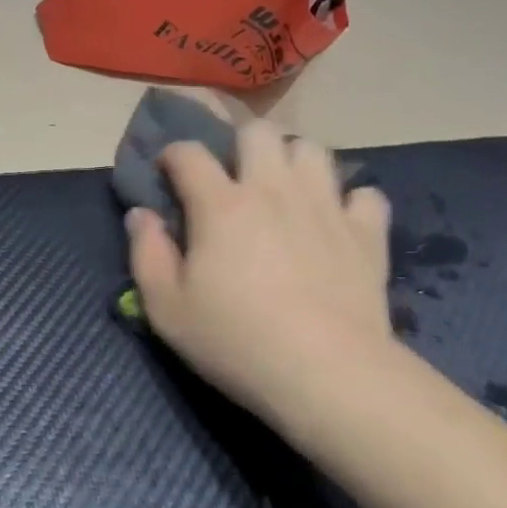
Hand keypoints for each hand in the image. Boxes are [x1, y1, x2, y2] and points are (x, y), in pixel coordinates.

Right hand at [126, 123, 394, 438]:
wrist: (327, 374)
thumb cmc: (236, 341)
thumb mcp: (166, 308)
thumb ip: (146, 253)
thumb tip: (140, 215)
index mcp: (221, 204)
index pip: (189, 152)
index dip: (173, 155)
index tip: (168, 174)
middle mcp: (273, 190)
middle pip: (258, 132)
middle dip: (239, 144)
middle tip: (233, 178)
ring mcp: (325, 207)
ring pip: (313, 150)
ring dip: (293, 161)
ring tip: (284, 190)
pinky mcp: (366, 233)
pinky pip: (365, 194)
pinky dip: (349, 201)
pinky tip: (336, 222)